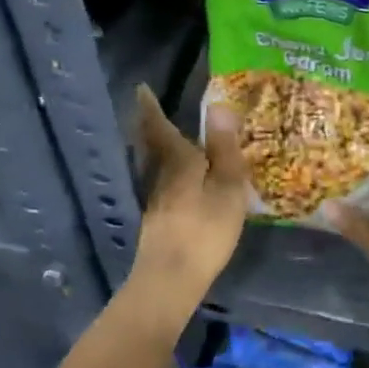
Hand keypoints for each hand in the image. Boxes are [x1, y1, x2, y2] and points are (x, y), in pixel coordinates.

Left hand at [130, 84, 247, 311]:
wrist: (171, 278)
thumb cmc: (205, 229)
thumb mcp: (227, 187)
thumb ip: (224, 149)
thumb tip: (219, 106)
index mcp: (177, 161)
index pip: (159, 127)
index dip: (150, 108)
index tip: (141, 89)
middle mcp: (160, 175)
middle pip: (152, 145)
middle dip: (151, 126)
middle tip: (151, 110)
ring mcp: (157, 200)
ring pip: (156, 165)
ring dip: (158, 148)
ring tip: (169, 139)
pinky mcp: (159, 221)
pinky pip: (164, 183)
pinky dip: (168, 171)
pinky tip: (180, 180)